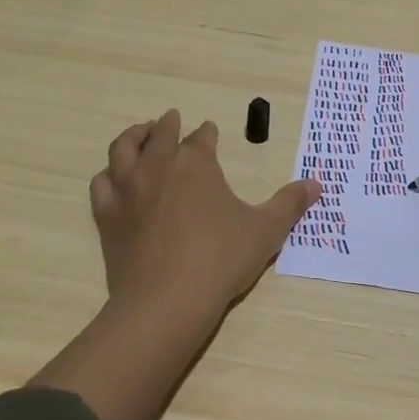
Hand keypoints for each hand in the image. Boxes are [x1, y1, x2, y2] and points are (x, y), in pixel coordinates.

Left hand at [91, 108, 321, 322]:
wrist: (167, 300)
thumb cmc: (221, 259)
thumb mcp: (265, 230)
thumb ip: (290, 203)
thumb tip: (317, 183)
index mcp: (195, 162)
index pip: (201, 137)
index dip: (207, 133)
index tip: (209, 130)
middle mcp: (158, 166)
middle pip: (160, 133)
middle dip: (168, 124)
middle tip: (172, 119)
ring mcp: (127, 189)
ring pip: (123, 149)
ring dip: (133, 137)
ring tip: (139, 134)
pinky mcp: (107, 215)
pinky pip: (101, 184)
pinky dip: (108, 175)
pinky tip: (113, 178)